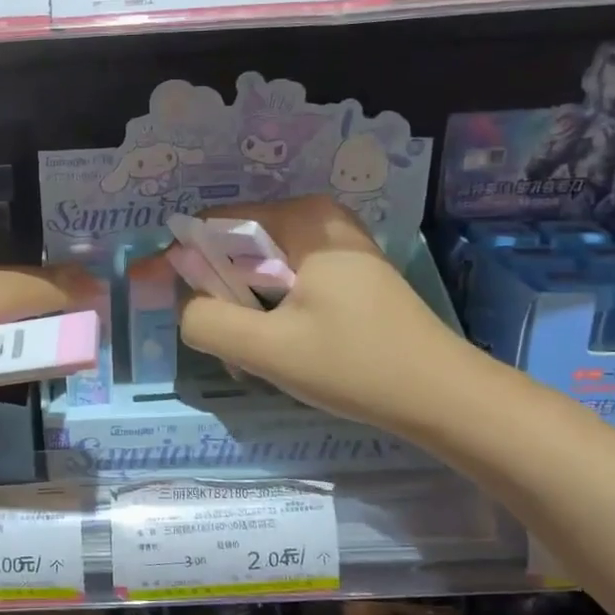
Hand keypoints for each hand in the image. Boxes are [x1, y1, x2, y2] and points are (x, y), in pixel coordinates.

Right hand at [177, 196, 467, 428]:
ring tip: (256, 357)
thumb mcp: (268, 348)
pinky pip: (286, 282)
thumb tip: (185, 308)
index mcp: (301, 217)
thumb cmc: (355, 365)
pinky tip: (283, 351)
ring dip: (245, 312)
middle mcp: (318, 217)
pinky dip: (271, 314)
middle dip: (221, 297)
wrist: (441, 397)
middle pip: (236, 248)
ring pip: (259, 270)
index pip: (212, 225)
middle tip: (230, 348)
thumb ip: (206, 321)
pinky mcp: (345, 272)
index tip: (173, 307)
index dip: (183, 264)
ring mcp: (335, 244)